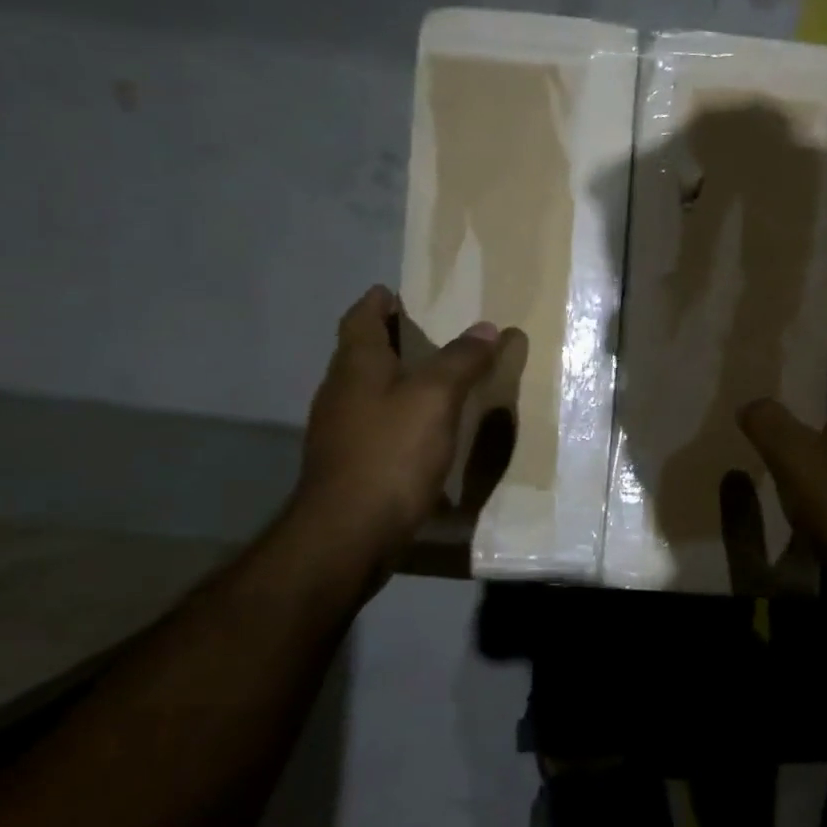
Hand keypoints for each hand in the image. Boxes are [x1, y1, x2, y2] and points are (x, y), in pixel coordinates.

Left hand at [291, 286, 508, 576]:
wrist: (349, 534)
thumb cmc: (391, 453)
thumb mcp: (435, 398)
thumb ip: (461, 360)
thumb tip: (486, 328)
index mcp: (356, 366)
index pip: (360, 318)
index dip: (378, 302)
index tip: (398, 293)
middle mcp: (340, 392)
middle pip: (361, 353)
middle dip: (390, 338)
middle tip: (430, 333)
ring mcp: (340, 431)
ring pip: (368, 390)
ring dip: (396, 378)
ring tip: (435, 378)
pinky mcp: (350, 464)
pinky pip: (376, 424)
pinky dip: (399, 414)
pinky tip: (426, 430)